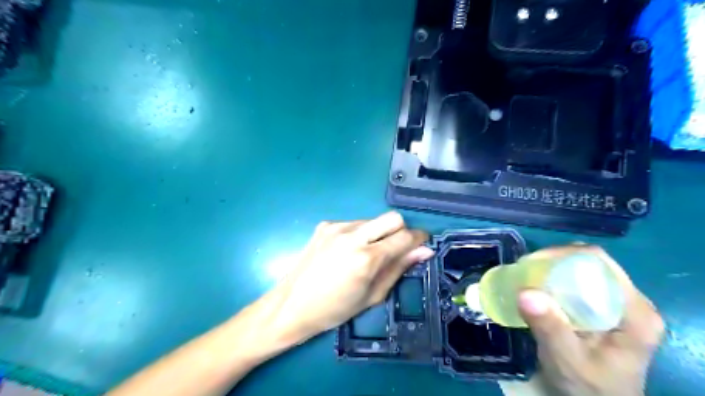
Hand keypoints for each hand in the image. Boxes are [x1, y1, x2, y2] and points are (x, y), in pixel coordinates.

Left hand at [267, 211, 432, 343]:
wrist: (292, 305)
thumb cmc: (335, 309)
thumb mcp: (372, 295)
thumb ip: (399, 268)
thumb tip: (423, 250)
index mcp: (366, 258)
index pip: (404, 236)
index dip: (419, 238)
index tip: (422, 244)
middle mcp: (352, 236)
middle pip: (392, 217)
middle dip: (401, 230)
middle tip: (396, 249)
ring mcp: (336, 227)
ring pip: (372, 220)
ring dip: (378, 233)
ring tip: (366, 254)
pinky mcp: (325, 225)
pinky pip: (354, 223)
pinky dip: (359, 234)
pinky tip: (348, 251)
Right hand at [505, 245, 664, 395]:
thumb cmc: (591, 387)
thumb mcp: (568, 361)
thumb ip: (550, 329)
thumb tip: (525, 292)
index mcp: (635, 313)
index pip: (600, 264)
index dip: (564, 255)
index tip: (532, 263)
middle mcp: (630, 301)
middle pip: (590, 263)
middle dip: (553, 262)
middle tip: (524, 271)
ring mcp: (617, 303)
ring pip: (581, 270)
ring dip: (552, 270)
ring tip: (526, 278)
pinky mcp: (603, 307)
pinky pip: (577, 282)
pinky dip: (554, 281)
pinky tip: (538, 289)